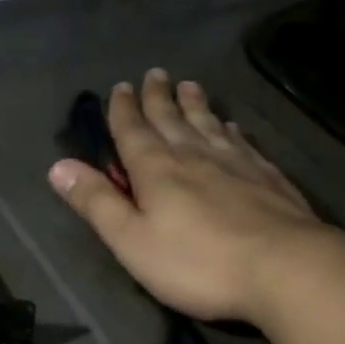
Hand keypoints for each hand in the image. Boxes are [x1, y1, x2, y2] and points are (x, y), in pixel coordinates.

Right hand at [48, 70, 344, 323]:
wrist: (286, 268)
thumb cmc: (197, 262)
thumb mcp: (131, 240)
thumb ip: (97, 202)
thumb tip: (58, 166)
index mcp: (156, 169)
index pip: (133, 130)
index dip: (123, 110)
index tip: (120, 87)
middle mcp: (194, 155)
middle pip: (171, 119)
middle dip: (158, 97)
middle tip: (154, 74)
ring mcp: (236, 163)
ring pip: (208, 124)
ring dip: (195, 104)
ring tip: (189, 86)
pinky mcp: (267, 177)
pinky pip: (241, 143)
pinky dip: (230, 130)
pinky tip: (232, 126)